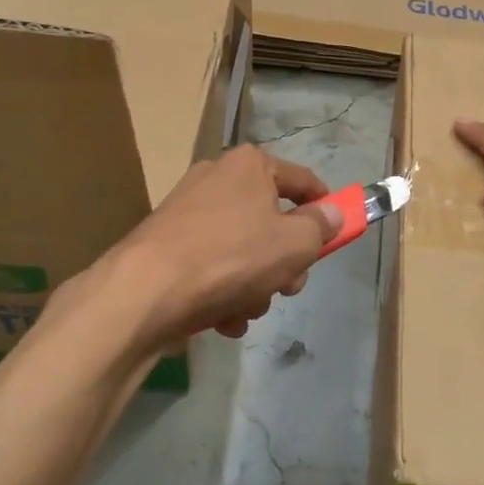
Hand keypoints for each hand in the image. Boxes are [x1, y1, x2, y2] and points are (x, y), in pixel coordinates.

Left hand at [106, 144, 340, 346]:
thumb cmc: (231, 257)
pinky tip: (222, 318)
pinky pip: (212, 266)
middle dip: (284, 261)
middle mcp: (217, 179)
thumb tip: (332, 213)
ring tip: (246, 309)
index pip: (302, 180)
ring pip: (243, 250)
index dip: (325, 205)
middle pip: (270, 221)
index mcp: (250, 166)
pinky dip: (222, 291)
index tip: (337, 231)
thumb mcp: (294, 244)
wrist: (146, 291)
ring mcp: (188, 212)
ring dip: (253, 285)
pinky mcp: (167, 244)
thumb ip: (320, 227)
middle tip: (287, 286)